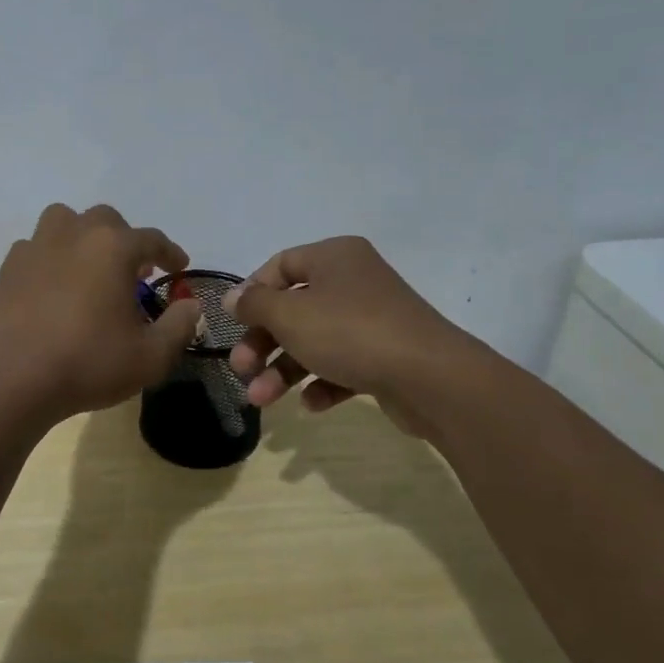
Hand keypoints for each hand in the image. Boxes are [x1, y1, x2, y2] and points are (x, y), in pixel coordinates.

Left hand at [0, 204, 203, 421]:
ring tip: (88, 266)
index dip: (170, 253)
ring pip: (64, 221)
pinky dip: (50, 257)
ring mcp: (36, 246)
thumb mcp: (151, 356)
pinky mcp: (9, 267)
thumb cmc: (89, 363)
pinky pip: (35, 247)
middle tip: (134, 271)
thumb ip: (179, 326)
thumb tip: (190, 305)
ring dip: (82, 236)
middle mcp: (75, 234)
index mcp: (113, 248)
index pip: (152, 239)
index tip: (178, 269)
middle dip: (125, 240)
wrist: (15, 378)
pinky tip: (53, 285)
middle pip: (106, 220)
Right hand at [223, 237, 487, 435]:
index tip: (233, 324)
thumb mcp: (289, 315)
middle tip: (241, 370)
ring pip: (314, 340)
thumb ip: (255, 305)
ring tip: (261, 400)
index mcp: (334, 257)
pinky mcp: (385, 355)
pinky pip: (343, 364)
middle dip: (263, 343)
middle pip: (294, 309)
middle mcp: (353, 282)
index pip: (280, 265)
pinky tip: (311, 404)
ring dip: (283, 370)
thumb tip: (233, 298)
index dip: (252, 294)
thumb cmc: (350, 332)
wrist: (430, 377)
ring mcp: (372, 319)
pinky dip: (322, 382)